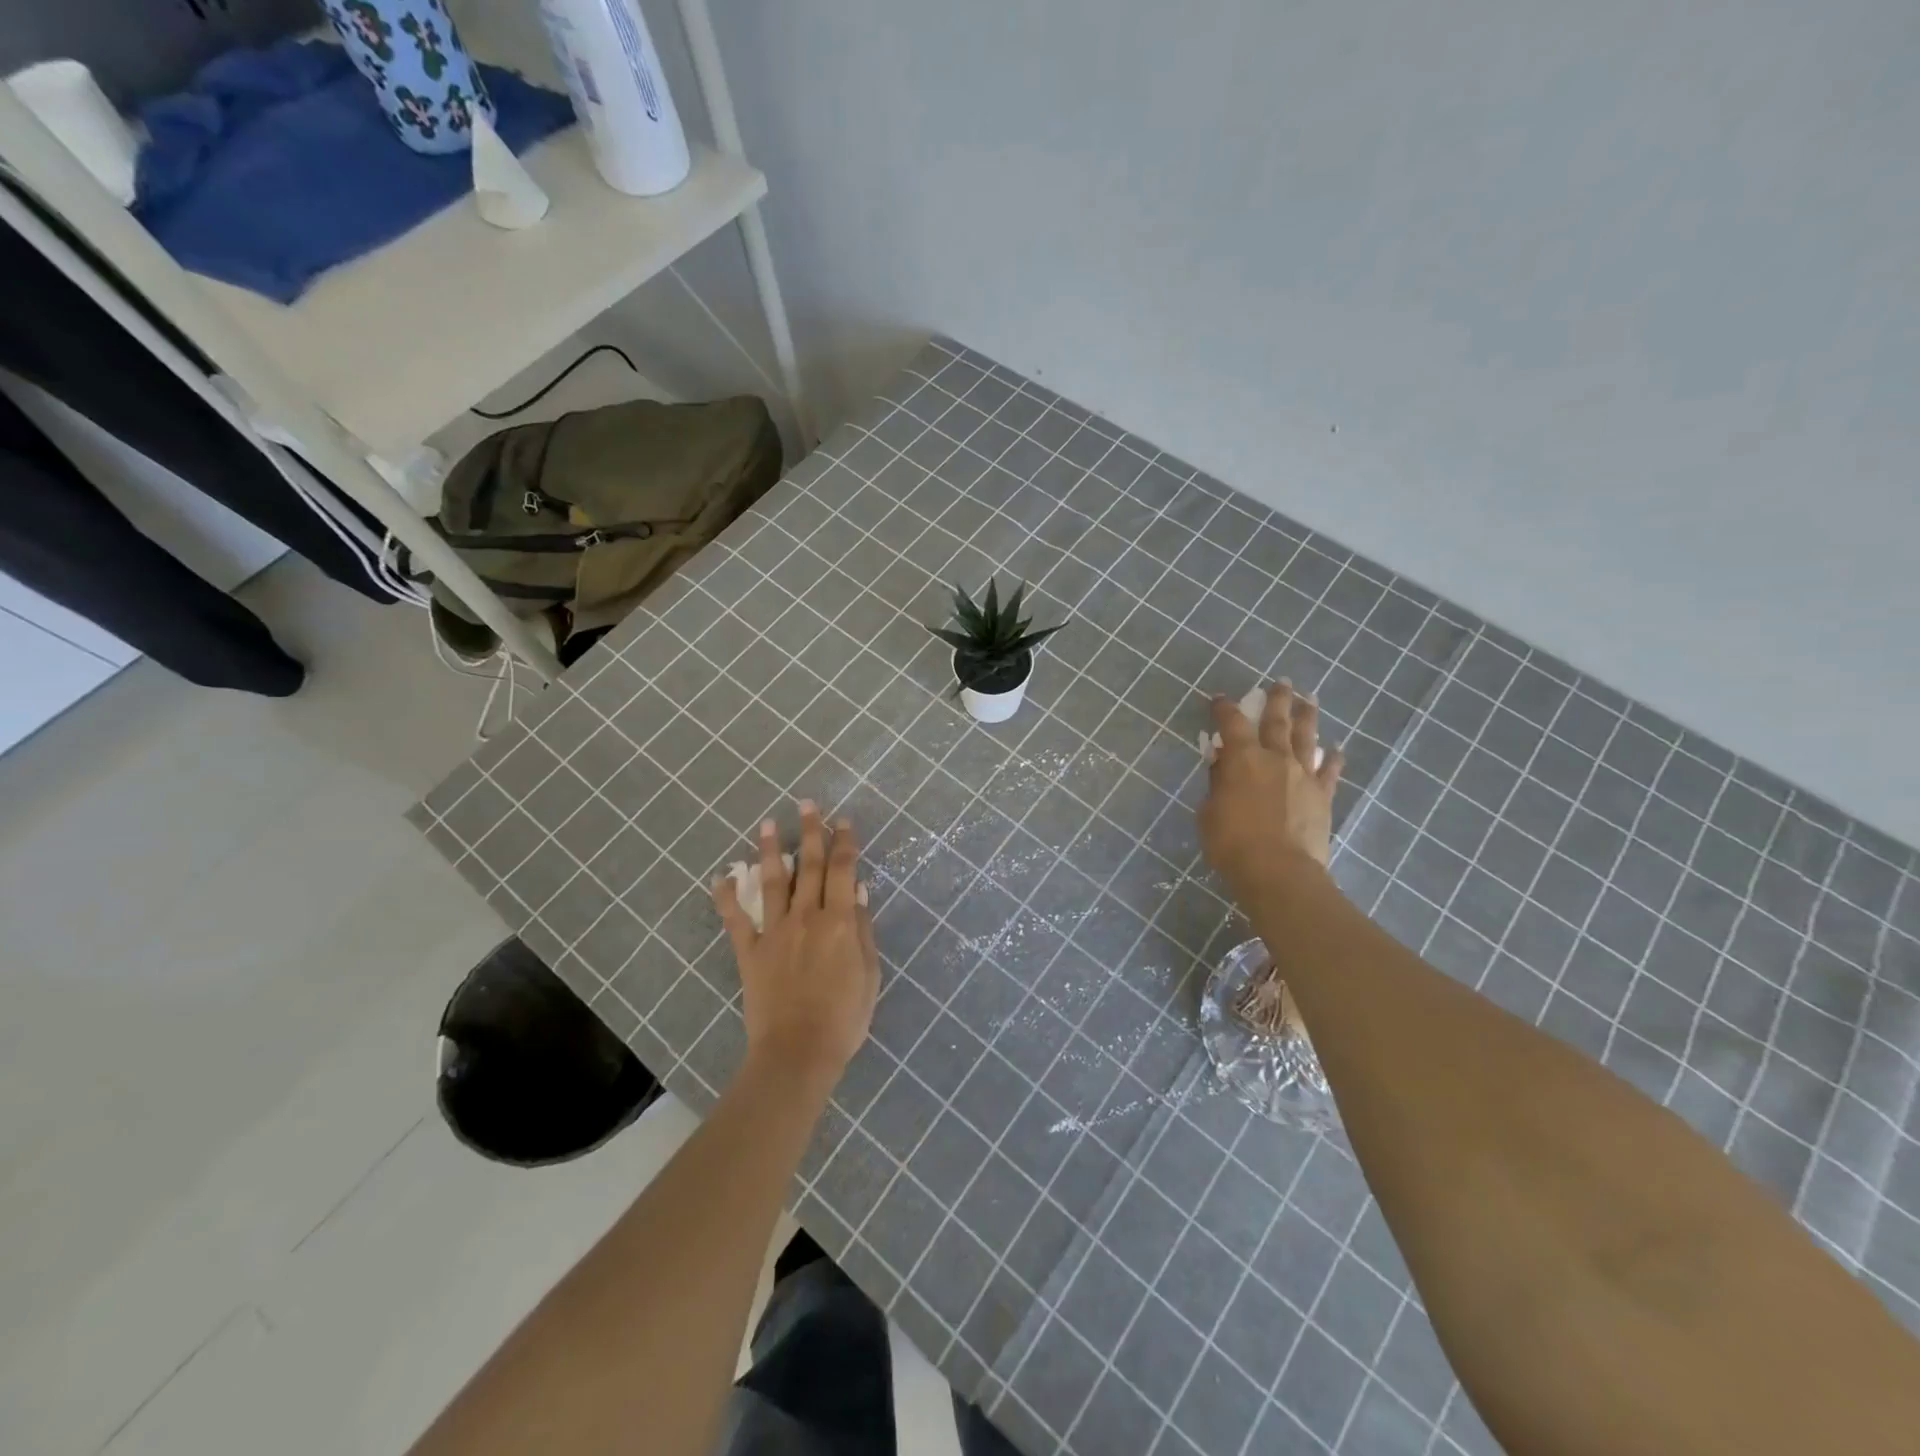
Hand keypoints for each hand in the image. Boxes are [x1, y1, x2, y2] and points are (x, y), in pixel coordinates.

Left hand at [714, 802, 879, 1092]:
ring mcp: (775, 931)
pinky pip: (736, 919)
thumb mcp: (868, 973)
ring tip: (767, 823)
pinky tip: (722, 876)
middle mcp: (807, 916)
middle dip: (810, 832)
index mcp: (839, 921)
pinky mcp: (750, 951)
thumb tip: (858, 890)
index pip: (842, 870)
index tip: (844, 821)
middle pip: (809, 865)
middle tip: (807, 804)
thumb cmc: (844, 1018)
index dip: (844, 842)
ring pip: (773, 881)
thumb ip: (863, 929)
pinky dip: (727, 896)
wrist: (798, 1053)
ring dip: (771, 850)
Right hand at [1199, 682, 1345, 901]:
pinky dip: (1334, 759)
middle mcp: (1275, 758)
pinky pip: (1330, 772)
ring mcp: (1303, 775)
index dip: (1224, 708)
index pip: (1231, 723)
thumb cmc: (1232, 843)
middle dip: (1276, 699)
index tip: (1220, 698)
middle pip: (1277, 721)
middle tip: (1281, 682)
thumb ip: (1216, 784)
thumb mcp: (1208, 813)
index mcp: (1242, 759)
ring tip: (1309, 699)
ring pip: (1307, 737)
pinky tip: (1338, 749)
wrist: (1279, 871)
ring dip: (1307, 716)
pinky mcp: (1322, 796)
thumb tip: (1221, 764)